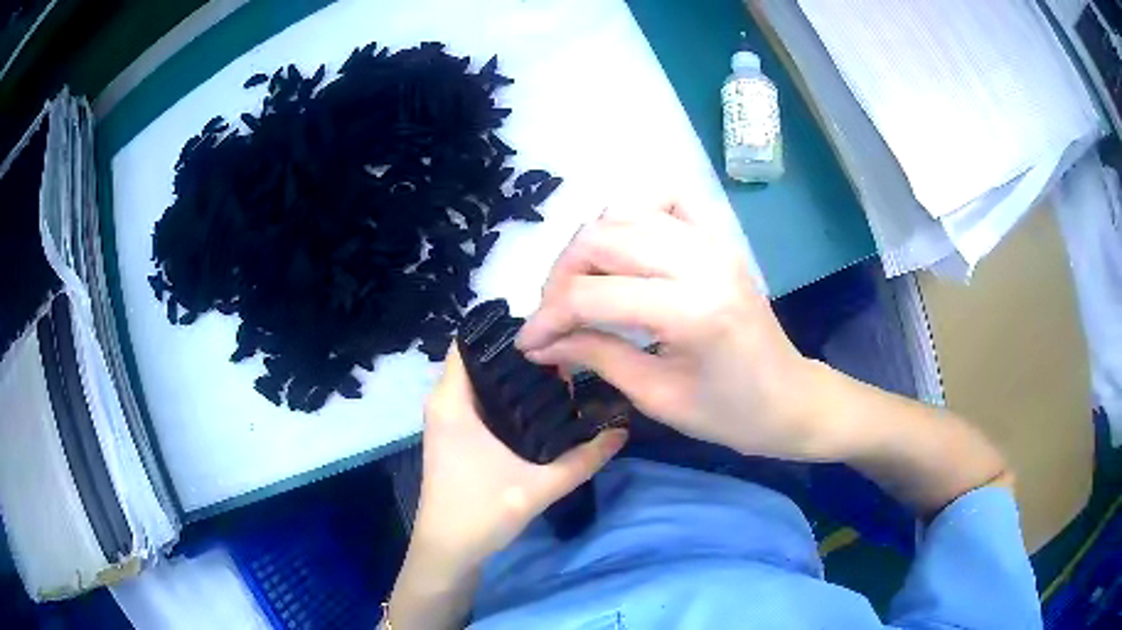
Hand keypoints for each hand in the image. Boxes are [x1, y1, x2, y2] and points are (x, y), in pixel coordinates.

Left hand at [412, 345, 626, 570]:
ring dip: (513, 377)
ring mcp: (446, 419)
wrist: (448, 551)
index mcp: (452, 401)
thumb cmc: (481, 513)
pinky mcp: (453, 435)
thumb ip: (585, 459)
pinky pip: (477, 399)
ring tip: (558, 376)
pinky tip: (538, 406)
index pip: (469, 341)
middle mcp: (443, 402)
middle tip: (564, 355)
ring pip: (479, 380)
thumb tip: (622, 431)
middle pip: (479, 358)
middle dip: (519, 354)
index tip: (548, 332)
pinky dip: (504, 396)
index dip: (506, 331)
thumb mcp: (540, 486)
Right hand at [516, 203, 852, 461]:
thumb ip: (597, 357)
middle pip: (601, 238)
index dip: (548, 317)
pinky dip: (631, 214)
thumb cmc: (731, 414)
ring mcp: (713, 242)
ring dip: (589, 246)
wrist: (790, 399)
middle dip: (561, 276)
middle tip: (554, 316)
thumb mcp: (657, 397)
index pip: (593, 294)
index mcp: (692, 310)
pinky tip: (623, 249)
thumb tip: (542, 343)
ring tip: (581, 286)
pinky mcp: (718, 238)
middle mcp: (702, 261)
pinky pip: (664, 201)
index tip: (528, 344)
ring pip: (624, 212)